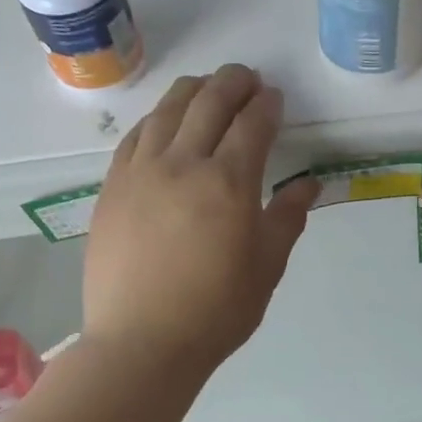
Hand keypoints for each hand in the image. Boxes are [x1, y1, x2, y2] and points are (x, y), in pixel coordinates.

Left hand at [84, 65, 317, 378]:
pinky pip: (135, 136)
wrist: (141, 342)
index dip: (267, 105)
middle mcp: (182, 163)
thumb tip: (310, 184)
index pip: (252, 124)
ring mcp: (140, 172)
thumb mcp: (266, 268)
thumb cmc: (215, 312)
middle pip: (209, 102)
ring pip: (167, 110)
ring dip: (192, 90)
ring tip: (207, 88)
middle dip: (233, 82)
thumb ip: (287, 218)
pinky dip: (156, 118)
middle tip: (247, 79)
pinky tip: (164, 122)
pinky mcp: (111, 187)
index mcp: (228, 183)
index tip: (274, 98)